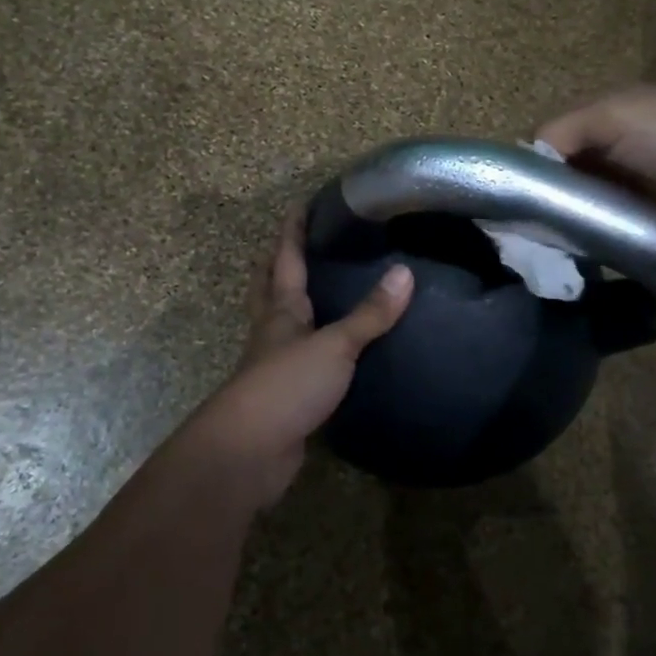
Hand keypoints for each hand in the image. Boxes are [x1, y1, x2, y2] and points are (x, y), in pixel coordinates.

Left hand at [186, 210, 412, 508]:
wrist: (249, 452)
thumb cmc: (287, 386)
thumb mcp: (334, 346)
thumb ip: (370, 314)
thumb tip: (405, 272)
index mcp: (281, 310)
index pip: (286, 259)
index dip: (292, 230)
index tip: (300, 202)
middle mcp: (273, 331)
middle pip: (269, 287)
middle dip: (279, 262)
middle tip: (297, 240)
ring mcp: (275, 365)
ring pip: (282, 322)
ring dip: (292, 302)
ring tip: (319, 287)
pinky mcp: (285, 396)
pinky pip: (300, 359)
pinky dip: (313, 345)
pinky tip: (334, 349)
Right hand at [536, 86, 655, 234]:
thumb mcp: (610, 116)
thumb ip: (562, 132)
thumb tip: (526, 162)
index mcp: (600, 118)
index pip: (550, 140)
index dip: (531, 161)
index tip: (513, 190)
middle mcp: (607, 150)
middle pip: (562, 175)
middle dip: (544, 194)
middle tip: (522, 221)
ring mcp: (624, 186)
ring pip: (579, 203)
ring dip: (563, 217)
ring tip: (539, 239)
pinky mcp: (638, 218)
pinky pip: (602, 227)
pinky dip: (586, 235)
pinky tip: (566, 248)